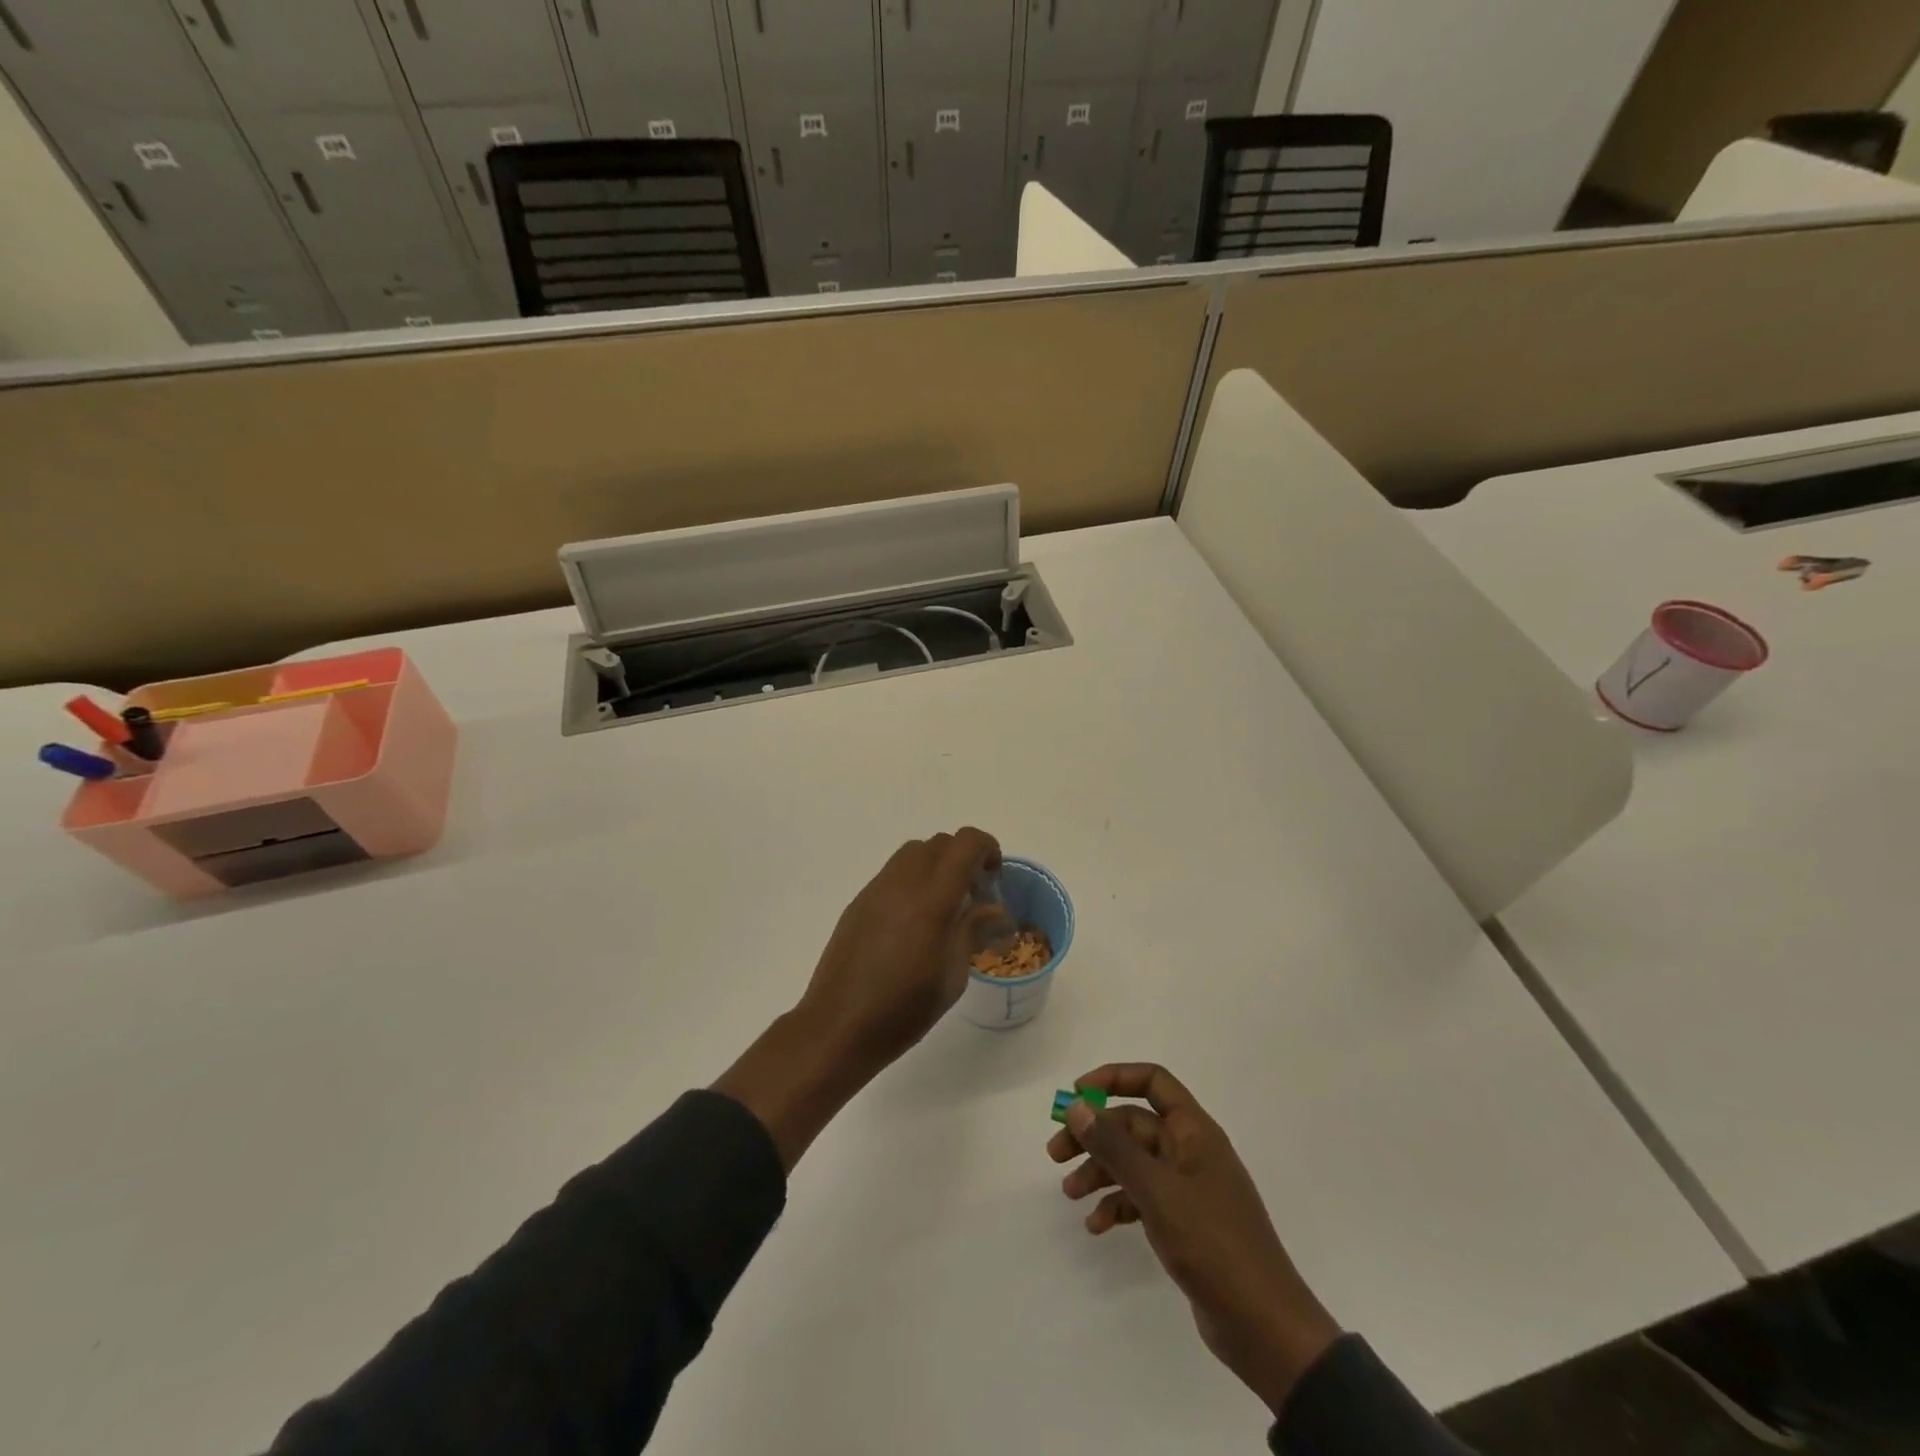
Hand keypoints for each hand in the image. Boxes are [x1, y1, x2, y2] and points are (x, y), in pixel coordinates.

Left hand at [715, 828, 999, 1169]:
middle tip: (973, 896)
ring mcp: (875, 890)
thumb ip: (973, 931)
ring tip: (943, 907)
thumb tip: (995, 908)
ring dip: (936, 866)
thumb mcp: (952, 977)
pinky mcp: (858, 903)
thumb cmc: (903, 1011)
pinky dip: (912, 881)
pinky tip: (913, 923)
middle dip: (963, 858)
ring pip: (913, 853)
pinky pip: (892, 873)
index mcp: (932, 901)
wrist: (837, 1027)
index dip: (987, 849)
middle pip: (939, 843)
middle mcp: (902, 884)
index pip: (965, 844)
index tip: (994, 880)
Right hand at [1048, 1063, 1341, 1417]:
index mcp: (1194, 1131)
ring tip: (1069, 1193)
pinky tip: (1096, 1225)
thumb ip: (1114, 1146)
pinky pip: (1142, 1198)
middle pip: (1134, 1124)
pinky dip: (1117, 1205)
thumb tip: (1077, 1105)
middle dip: (1095, 1134)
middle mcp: (1191, 1151)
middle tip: (1056, 1152)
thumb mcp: (1157, 1191)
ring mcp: (1188, 1188)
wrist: (1265, 1327)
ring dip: (1100, 1171)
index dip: (1113, 1079)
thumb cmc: (1213, 1244)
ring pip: (1134, 1162)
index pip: (1152, 1081)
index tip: (1076, 1095)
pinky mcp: (1184, 1223)